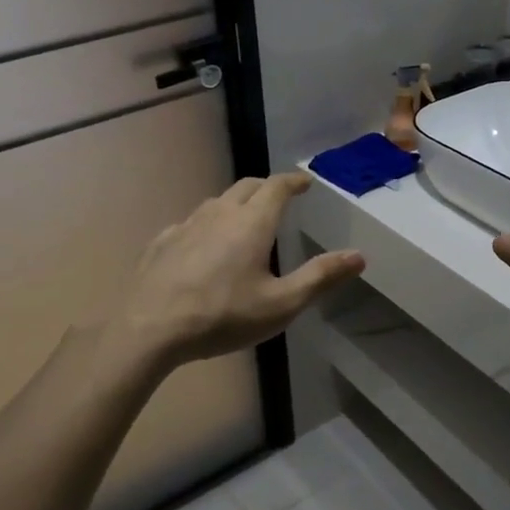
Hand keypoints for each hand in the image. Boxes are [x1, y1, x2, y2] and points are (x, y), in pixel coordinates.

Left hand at [111, 172, 365, 366]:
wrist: (150, 328)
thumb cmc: (223, 315)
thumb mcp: (281, 304)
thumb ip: (321, 277)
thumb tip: (359, 255)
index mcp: (252, 222)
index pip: (277, 187)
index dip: (294, 181)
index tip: (305, 182)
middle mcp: (220, 213)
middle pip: (246, 187)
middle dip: (266, 188)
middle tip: (280, 198)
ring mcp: (186, 224)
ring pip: (216, 201)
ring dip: (236, 203)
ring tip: (244, 220)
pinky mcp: (162, 241)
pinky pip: (191, 222)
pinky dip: (207, 224)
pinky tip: (203, 245)